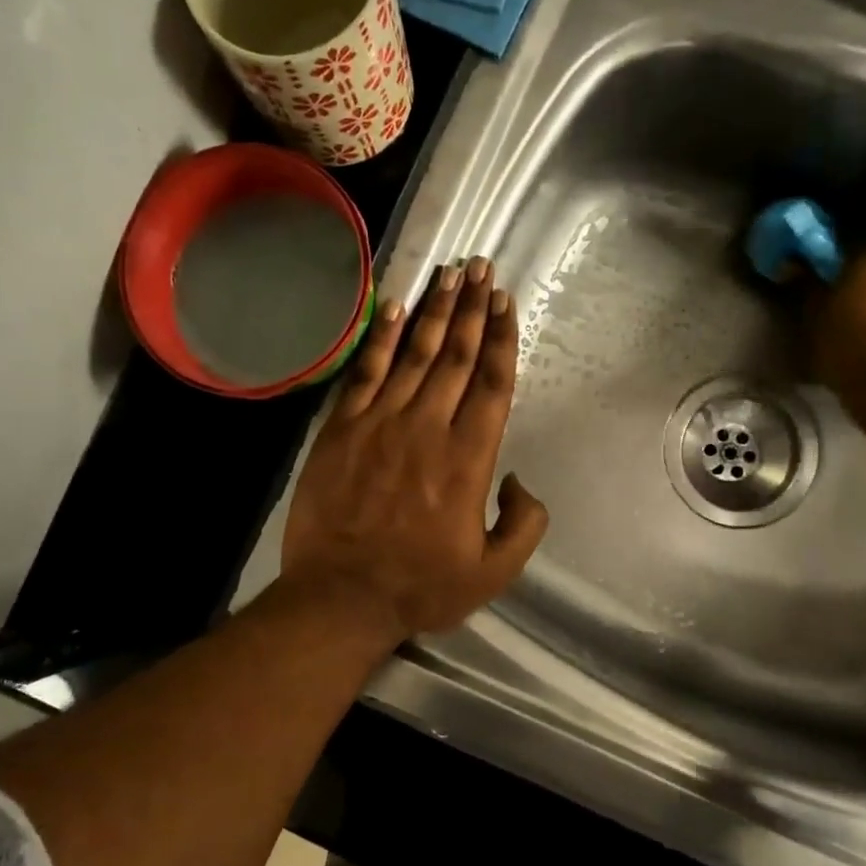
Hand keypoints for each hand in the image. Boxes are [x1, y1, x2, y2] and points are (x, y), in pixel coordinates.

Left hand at [281, 257, 548, 644]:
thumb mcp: (494, 572)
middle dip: (472, 308)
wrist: (342, 597)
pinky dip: (380, 338)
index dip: (501, 339)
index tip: (505, 302)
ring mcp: (380, 424)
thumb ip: (523, 524)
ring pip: (413, 354)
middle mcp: (427, 428)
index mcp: (468, 459)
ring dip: (433, 310)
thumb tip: (518, 482)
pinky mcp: (341, 430)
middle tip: (481, 268)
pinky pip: (365, 373)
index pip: (490, 384)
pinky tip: (393, 308)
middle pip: (454, 356)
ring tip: (449, 273)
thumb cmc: (421, 587)